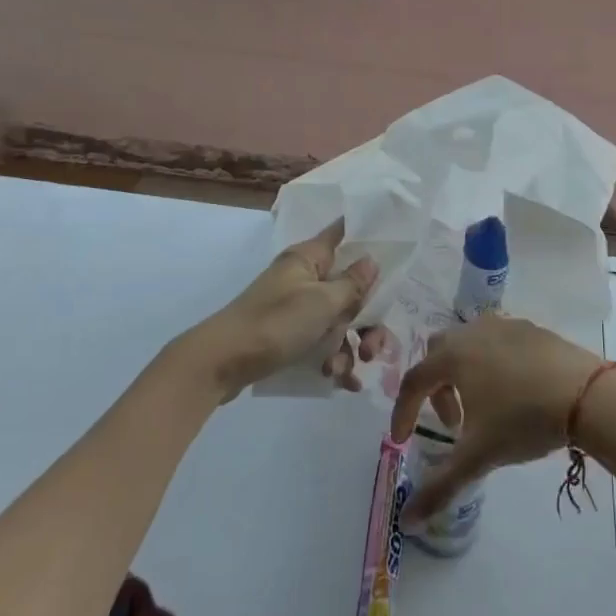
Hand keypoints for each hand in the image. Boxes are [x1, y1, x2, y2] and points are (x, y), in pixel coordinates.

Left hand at [182, 222, 378, 400]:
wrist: (221, 364)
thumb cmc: (275, 323)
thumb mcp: (322, 303)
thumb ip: (352, 284)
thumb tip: (370, 260)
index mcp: (309, 259)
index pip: (342, 234)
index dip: (366, 237)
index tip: (394, 247)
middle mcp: (304, 278)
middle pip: (349, 288)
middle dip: (366, 320)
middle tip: (373, 347)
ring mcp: (296, 308)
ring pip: (338, 321)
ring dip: (349, 347)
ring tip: (346, 371)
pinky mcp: (289, 335)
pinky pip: (321, 343)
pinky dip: (334, 360)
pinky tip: (343, 382)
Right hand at [389, 316, 599, 522]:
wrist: (586, 394)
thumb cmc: (523, 419)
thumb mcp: (479, 456)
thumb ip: (440, 487)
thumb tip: (407, 520)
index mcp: (451, 356)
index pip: (414, 381)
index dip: (403, 411)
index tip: (403, 440)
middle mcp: (471, 332)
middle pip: (438, 354)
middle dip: (436, 389)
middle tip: (453, 422)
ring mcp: (504, 326)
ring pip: (469, 344)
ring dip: (464, 374)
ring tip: (484, 407)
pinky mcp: (531, 329)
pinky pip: (498, 342)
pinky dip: (492, 363)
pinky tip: (514, 390)